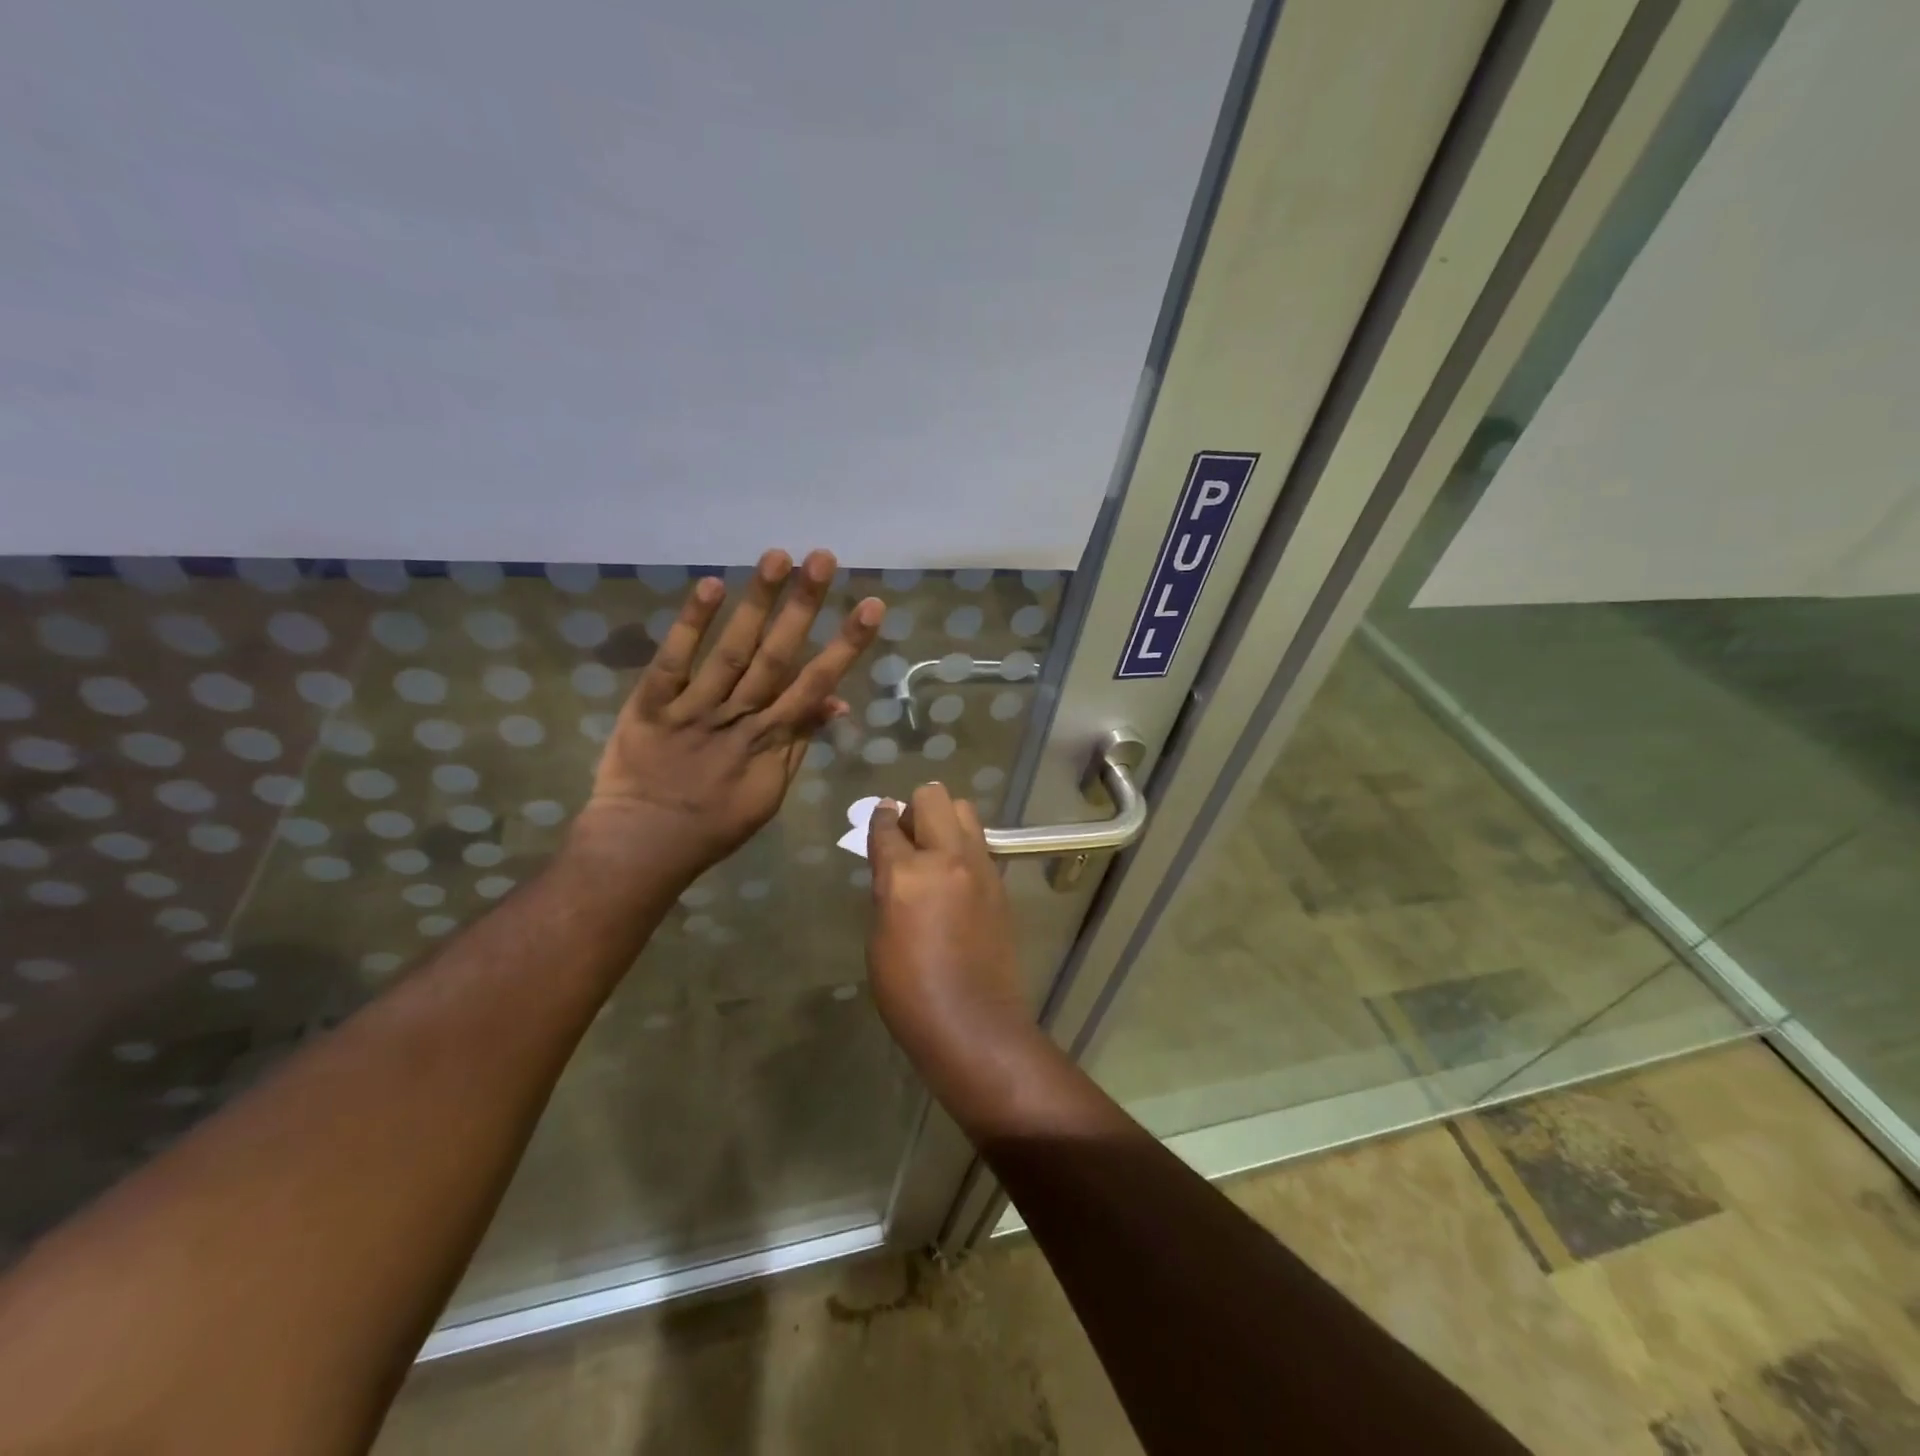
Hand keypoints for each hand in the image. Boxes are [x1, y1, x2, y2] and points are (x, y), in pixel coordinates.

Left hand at [581, 548, 882, 882]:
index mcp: (771, 740)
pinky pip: (673, 661)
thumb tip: (838, 704)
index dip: (846, 645)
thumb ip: (801, 743)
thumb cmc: (715, 824)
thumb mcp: (771, 792)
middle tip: (823, 558)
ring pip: (732, 650)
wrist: (644, 845)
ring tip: (777, 557)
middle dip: (804, 606)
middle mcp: (739, 716)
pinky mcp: (651, 704)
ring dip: (756, 603)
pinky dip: (691, 625)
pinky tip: (712, 586)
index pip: (817, 684)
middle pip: (778, 655)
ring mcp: (695, 708)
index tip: (871, 606)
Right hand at [866, 784, 1033, 1092]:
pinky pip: (979, 844)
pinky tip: (954, 876)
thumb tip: (893, 865)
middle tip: (907, 835)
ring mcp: (980, 867)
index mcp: (906, 874)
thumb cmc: (909, 991)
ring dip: (945, 819)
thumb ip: (887, 888)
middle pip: (933, 797)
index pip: (887, 826)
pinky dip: (963, 846)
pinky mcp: (1000, 883)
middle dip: (915, 807)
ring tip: (933, 850)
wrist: (974, 1024)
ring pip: (964, 811)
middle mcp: (946, 858)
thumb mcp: (880, 937)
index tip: (880, 817)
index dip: (879, 819)